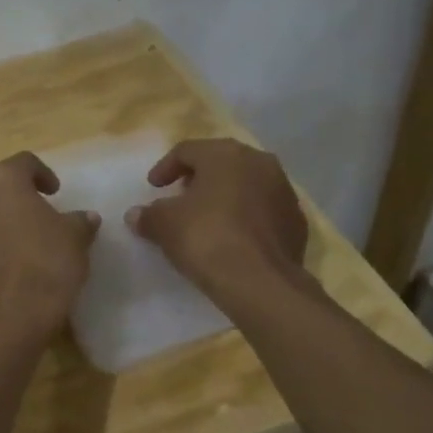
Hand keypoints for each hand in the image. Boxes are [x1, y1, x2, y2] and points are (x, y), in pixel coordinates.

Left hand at [0, 152, 99, 343]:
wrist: (10, 315)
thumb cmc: (47, 264)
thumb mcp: (75, 238)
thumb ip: (79, 221)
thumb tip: (86, 217)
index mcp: (4, 179)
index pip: (23, 162)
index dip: (43, 173)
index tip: (56, 191)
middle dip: (11, 188)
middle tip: (34, 205)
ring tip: (21, 230)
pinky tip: (9, 252)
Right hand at [125, 139, 306, 300]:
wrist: (260, 282)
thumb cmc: (206, 238)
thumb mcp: (165, 225)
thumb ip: (149, 215)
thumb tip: (136, 215)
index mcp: (226, 154)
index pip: (188, 150)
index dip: (165, 168)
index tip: (154, 188)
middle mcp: (260, 163)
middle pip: (222, 163)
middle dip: (199, 178)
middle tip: (181, 197)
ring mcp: (284, 191)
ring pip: (247, 185)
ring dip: (226, 196)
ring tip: (208, 218)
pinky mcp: (296, 221)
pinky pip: (264, 210)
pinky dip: (247, 217)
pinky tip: (234, 238)